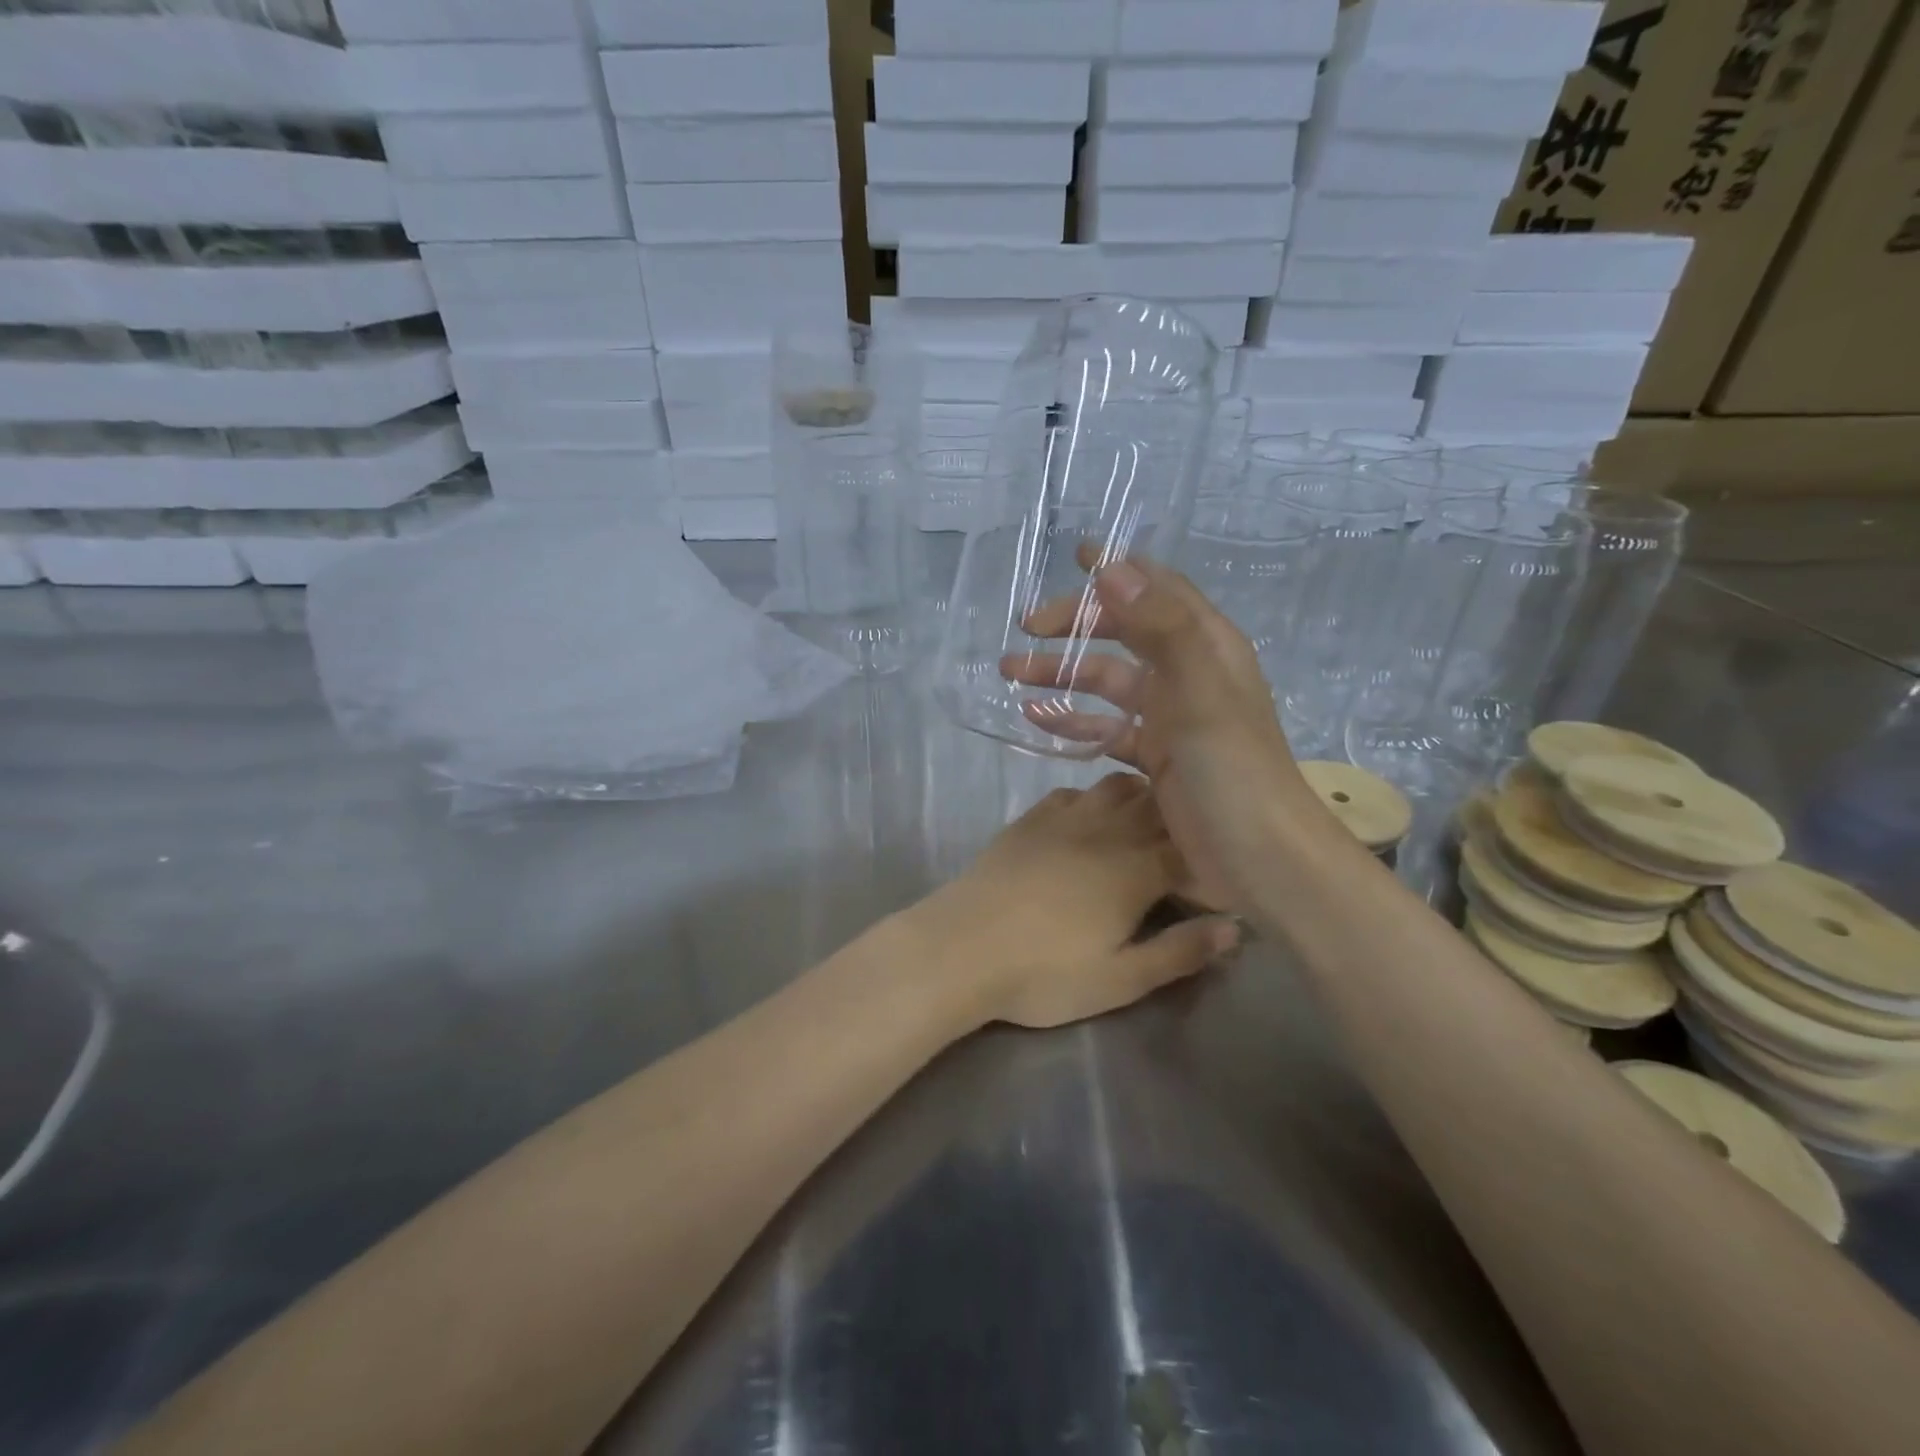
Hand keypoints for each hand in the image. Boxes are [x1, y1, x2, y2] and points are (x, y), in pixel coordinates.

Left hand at [910, 773, 1239, 1029]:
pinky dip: (1092, 799)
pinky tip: (1087, 822)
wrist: (961, 948)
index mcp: (1136, 869)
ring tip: (1142, 827)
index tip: (1211, 876)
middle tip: (1183, 847)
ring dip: (1138, 799)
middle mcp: (1107, 831)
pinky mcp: (1029, 819)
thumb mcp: (1120, 979)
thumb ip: (1180, 951)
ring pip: (1116, 786)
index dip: (1207, 859)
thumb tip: (1236, 928)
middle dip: (1179, 820)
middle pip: (1157, 806)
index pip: (1189, 848)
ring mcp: (1064, 818)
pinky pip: (1072, 792)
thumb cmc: (1044, 973)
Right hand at [1001, 546, 1341, 915]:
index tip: (1074, 555)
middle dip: (1075, 625)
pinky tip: (1037, 721)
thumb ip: (1160, 626)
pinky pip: (1106, 728)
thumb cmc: (1233, 771)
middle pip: (1124, 633)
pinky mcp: (1156, 759)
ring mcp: (1171, 719)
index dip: (1119, 570)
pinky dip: (1074, 721)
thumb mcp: (1200, 691)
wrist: (1261, 861)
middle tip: (1025, 628)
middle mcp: (1189, 674)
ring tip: (1011, 674)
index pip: (1158, 590)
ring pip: (1108, 682)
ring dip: (1062, 674)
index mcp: (1206, 646)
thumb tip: (1110, 568)